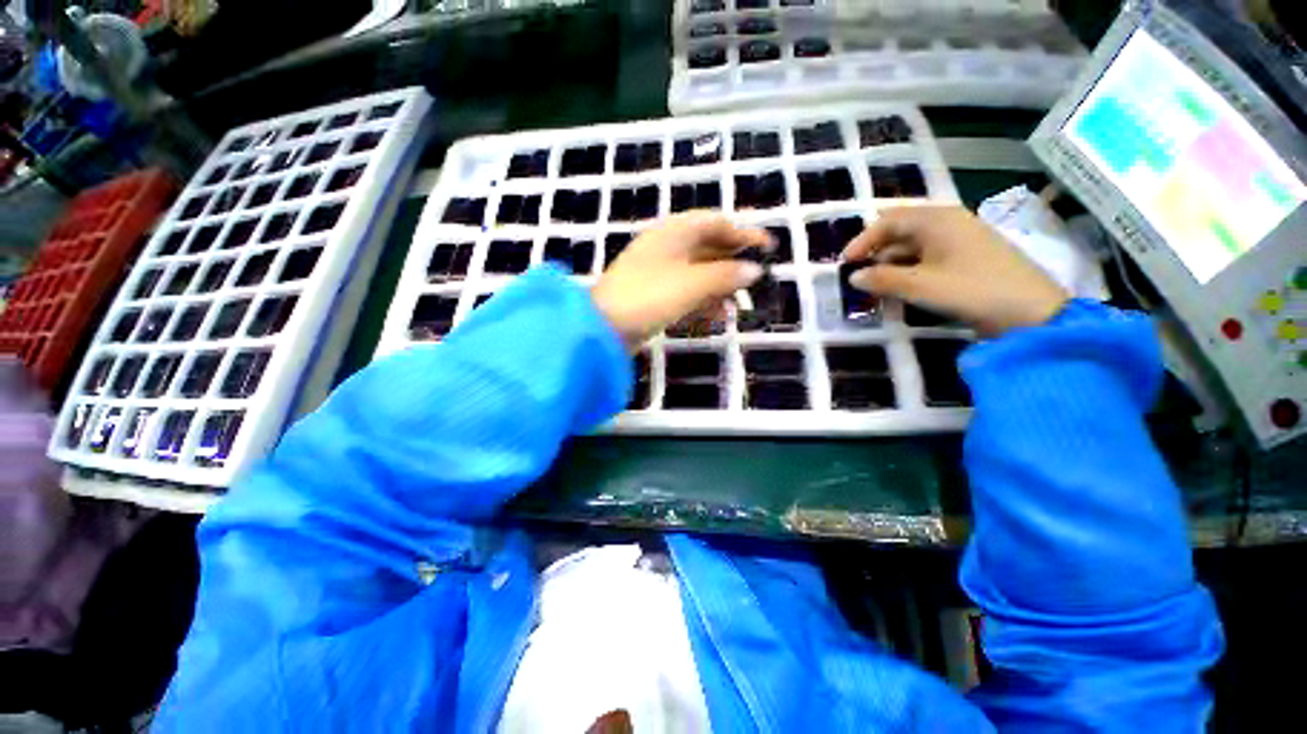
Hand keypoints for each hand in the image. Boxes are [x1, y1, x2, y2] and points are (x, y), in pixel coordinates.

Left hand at [592, 212, 770, 347]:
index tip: (768, 247)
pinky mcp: (653, 296)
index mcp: (673, 232)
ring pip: (698, 273)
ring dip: (720, 286)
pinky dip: (703, 302)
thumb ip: (725, 275)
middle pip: (708, 247)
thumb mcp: (692, 284)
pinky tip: (717, 317)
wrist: (603, 328)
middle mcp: (666, 247)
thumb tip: (754, 270)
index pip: (716, 223)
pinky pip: (685, 292)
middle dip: (733, 262)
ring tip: (739, 304)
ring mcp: (658, 273)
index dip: (744, 233)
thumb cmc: (649, 296)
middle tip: (757, 278)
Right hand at [842, 206, 1068, 336]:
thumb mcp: (920, 286)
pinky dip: (909, 271)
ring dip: (891, 265)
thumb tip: (853, 277)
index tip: (846, 264)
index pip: (888, 221)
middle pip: (900, 231)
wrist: (1032, 312)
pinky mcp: (968, 258)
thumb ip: (882, 280)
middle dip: (876, 253)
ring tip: (876, 287)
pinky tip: (902, 289)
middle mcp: (948, 223)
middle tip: (859, 276)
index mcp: (937, 219)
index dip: (863, 241)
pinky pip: (928, 258)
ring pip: (913, 247)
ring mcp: (960, 240)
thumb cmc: (973, 290)